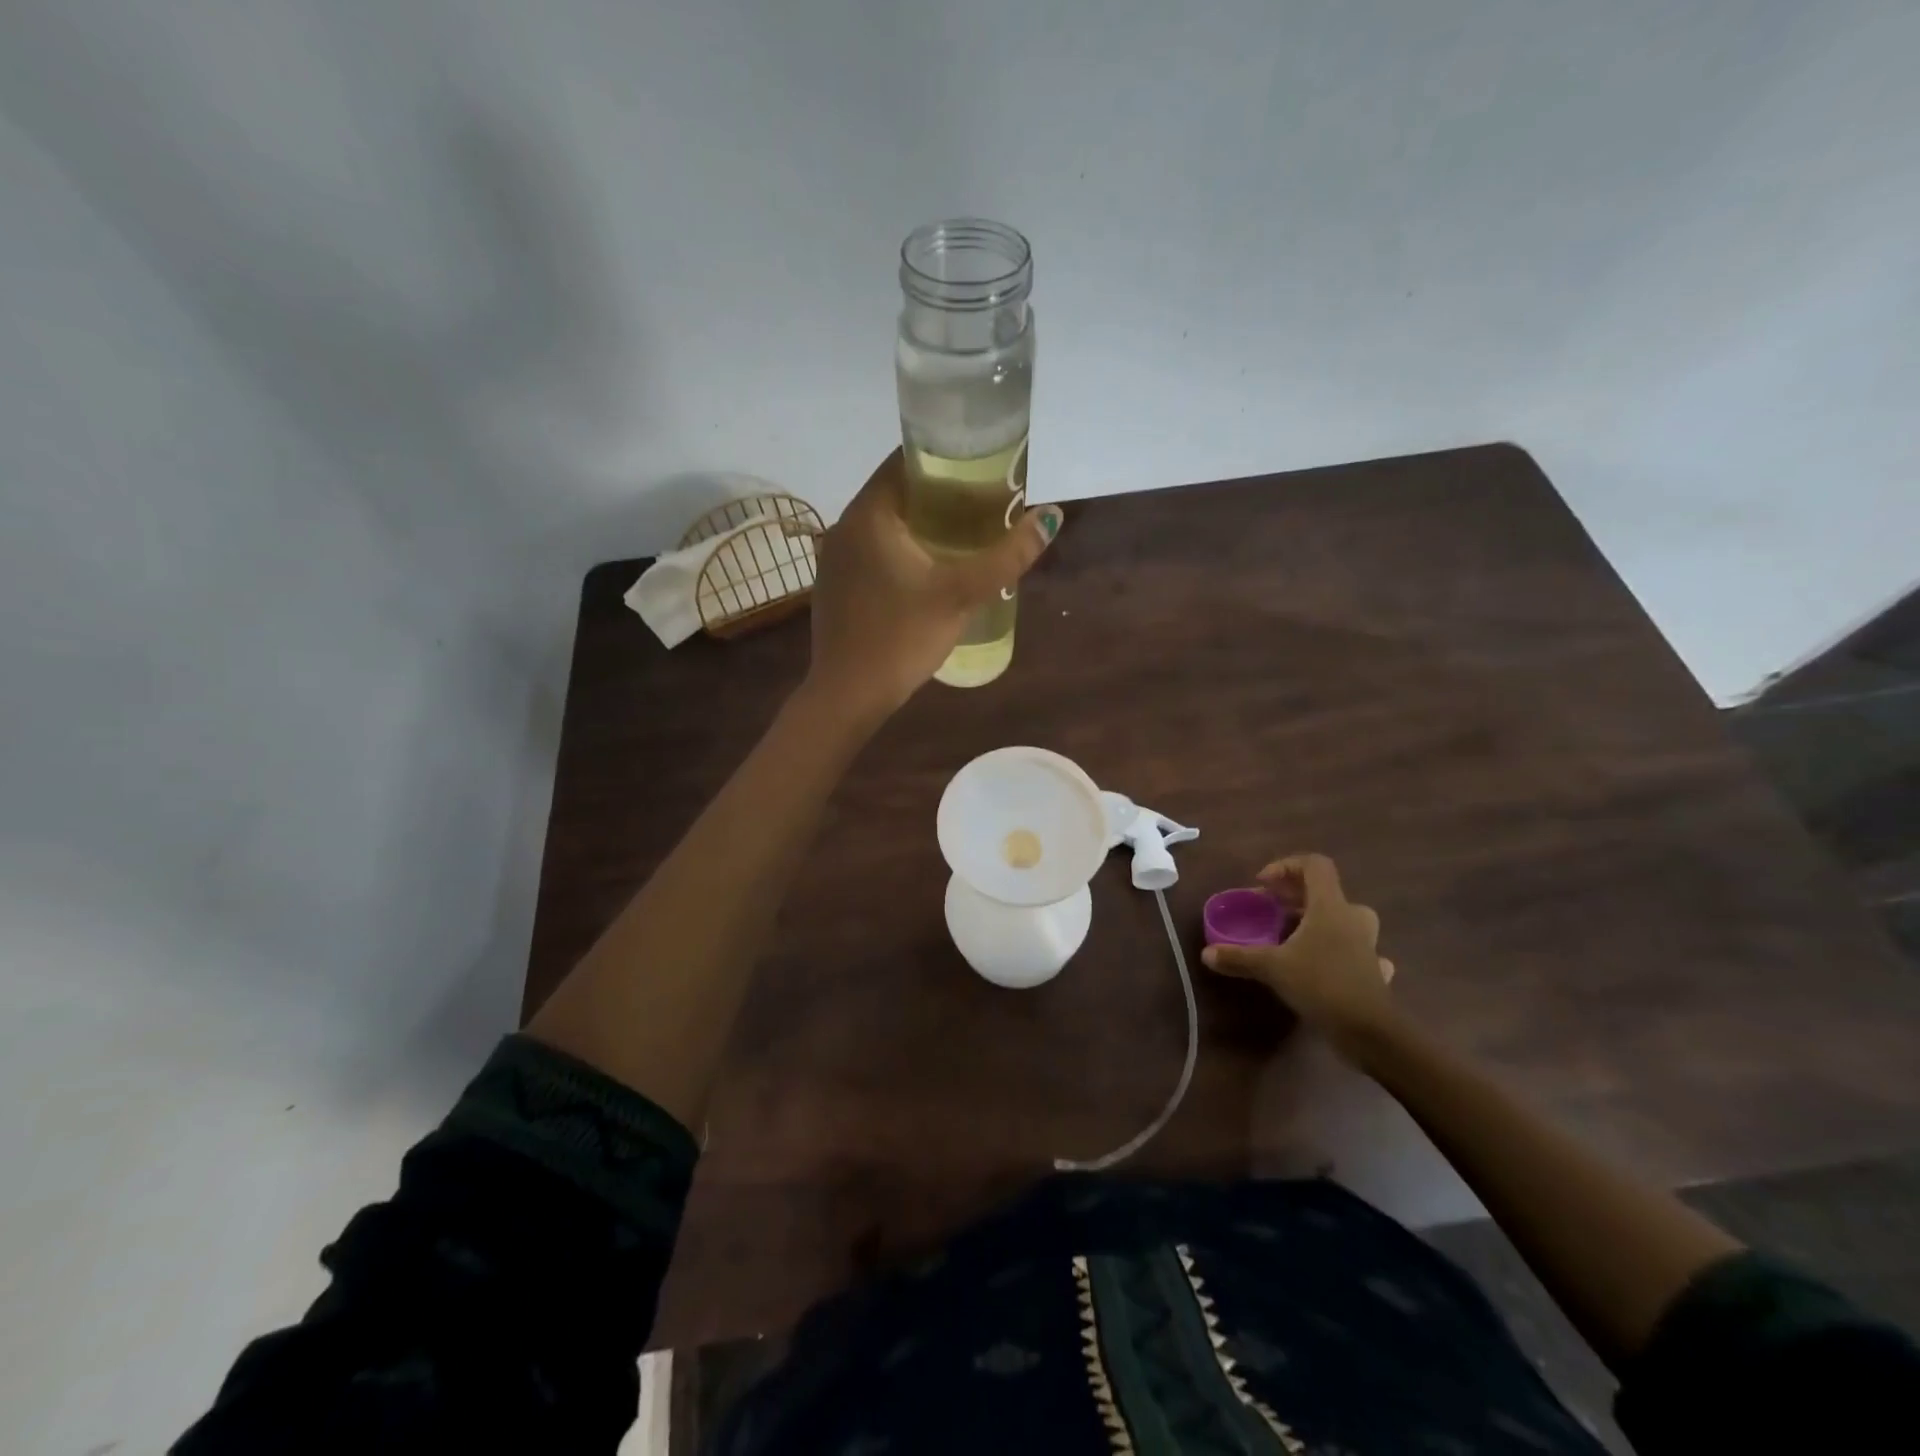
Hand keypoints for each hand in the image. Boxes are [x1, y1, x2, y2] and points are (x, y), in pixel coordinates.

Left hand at [799, 449, 1061, 719]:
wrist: (848, 696)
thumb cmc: (902, 638)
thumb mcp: (961, 594)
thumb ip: (1007, 555)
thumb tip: (1052, 515)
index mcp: (868, 514)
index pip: (905, 461)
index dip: (946, 459)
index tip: (983, 469)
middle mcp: (844, 527)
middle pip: (897, 493)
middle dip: (941, 496)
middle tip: (985, 506)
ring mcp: (835, 559)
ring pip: (885, 525)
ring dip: (922, 525)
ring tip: (965, 537)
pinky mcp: (836, 586)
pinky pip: (873, 552)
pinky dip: (902, 550)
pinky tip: (929, 571)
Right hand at [1202, 854, 1397, 1051]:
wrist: (1371, 1031)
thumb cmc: (1321, 984)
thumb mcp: (1273, 968)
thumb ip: (1239, 957)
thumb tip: (1206, 954)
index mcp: (1330, 906)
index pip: (1315, 865)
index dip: (1286, 866)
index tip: (1263, 886)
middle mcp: (1351, 918)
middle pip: (1326, 891)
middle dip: (1295, 896)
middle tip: (1271, 910)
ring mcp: (1366, 944)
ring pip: (1342, 919)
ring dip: (1317, 921)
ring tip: (1292, 936)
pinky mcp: (1372, 970)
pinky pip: (1354, 949)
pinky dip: (1337, 950)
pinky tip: (1323, 964)